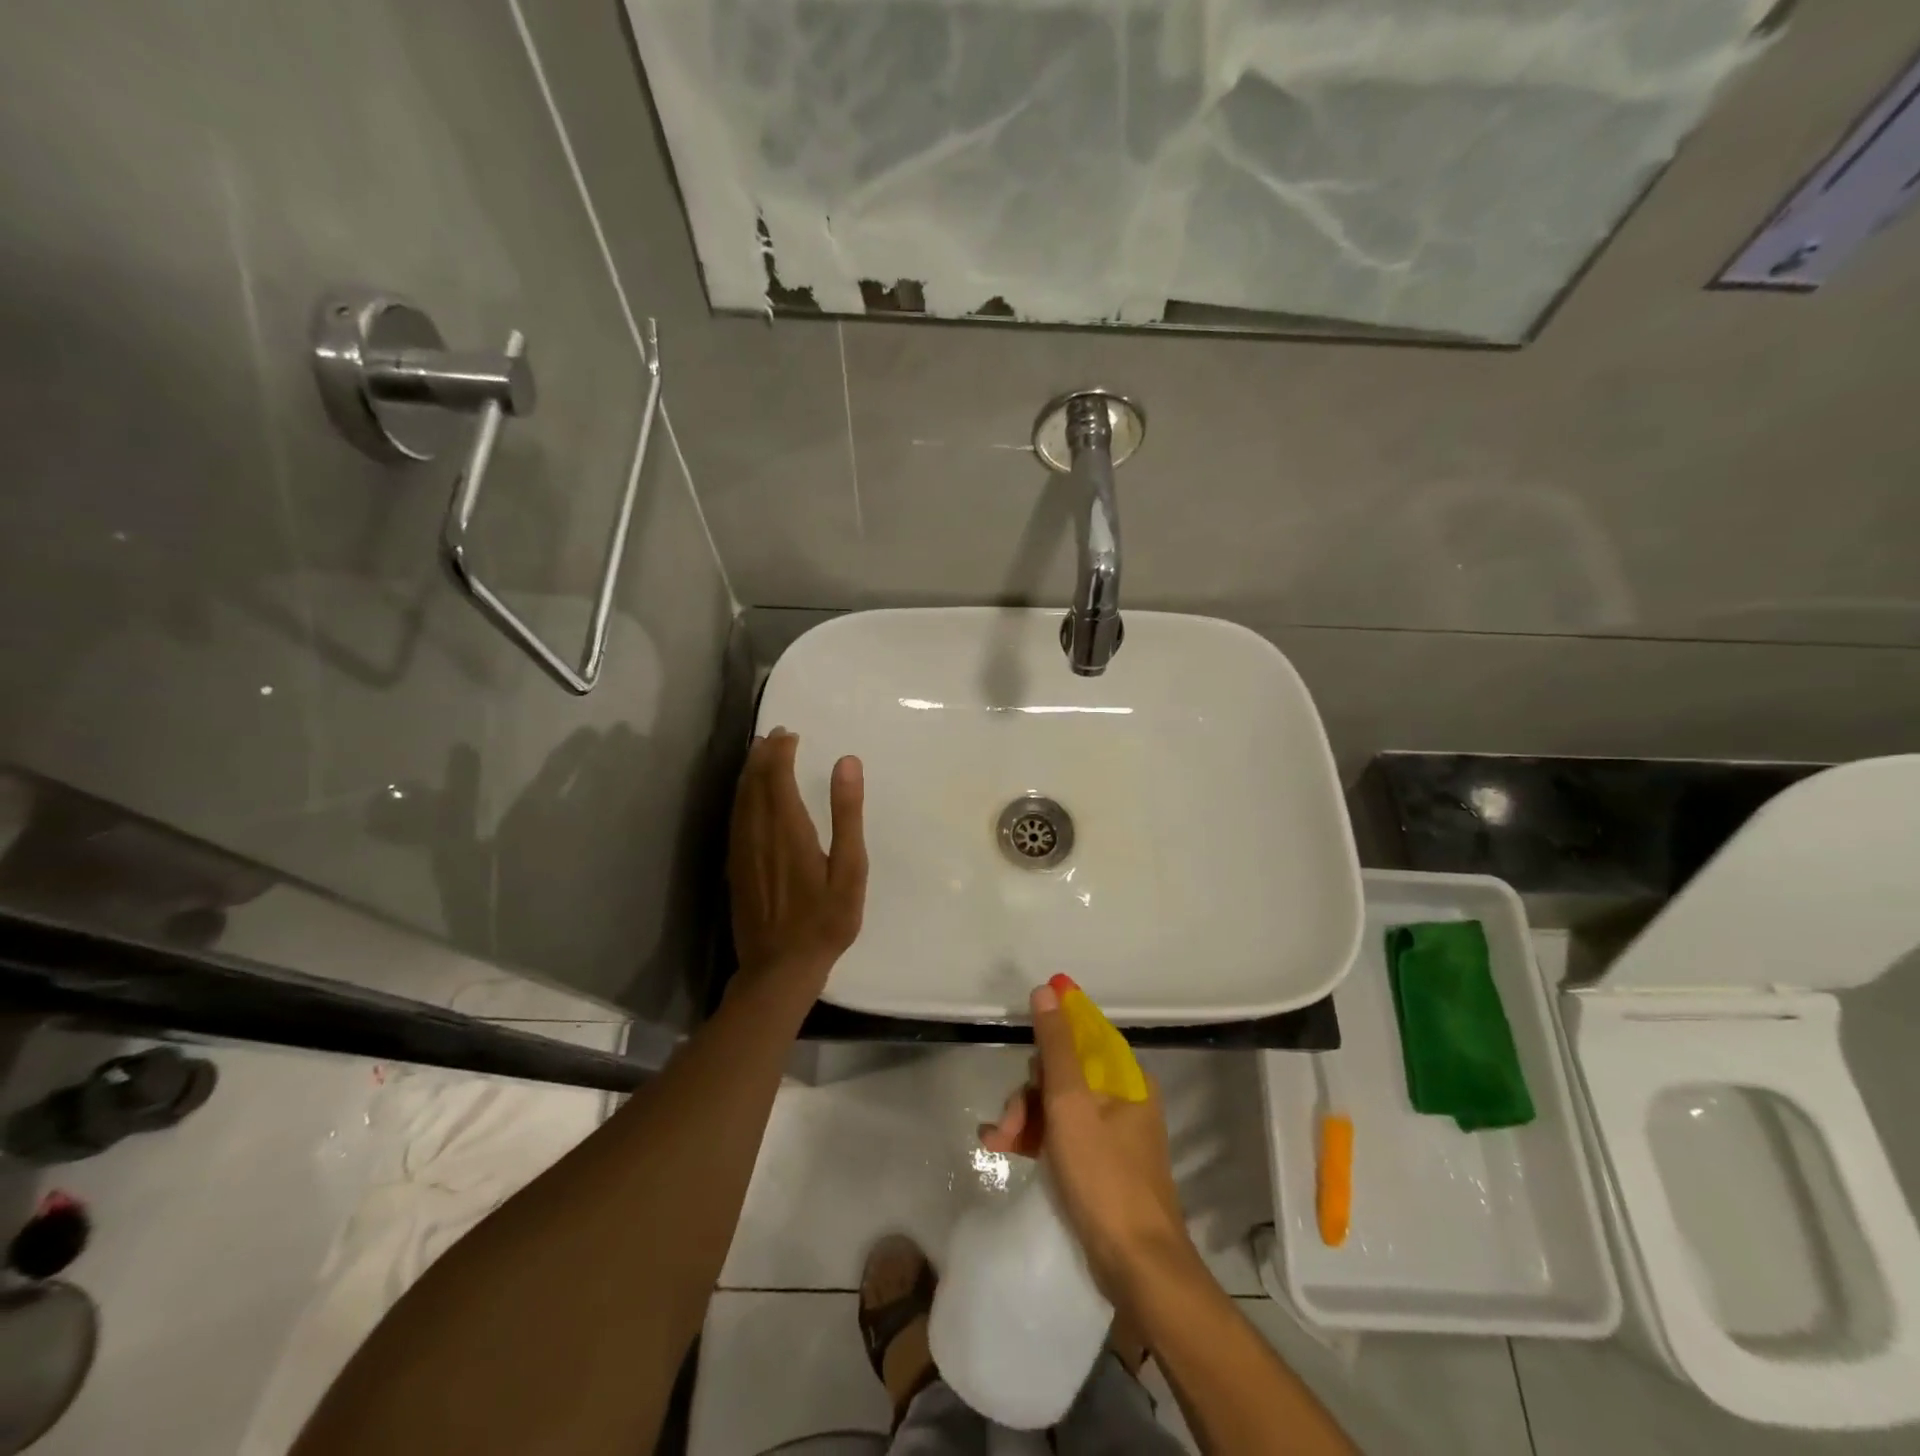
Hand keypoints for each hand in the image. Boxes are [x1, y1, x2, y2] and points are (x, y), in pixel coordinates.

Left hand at [727, 730, 866, 995]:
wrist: (779, 968)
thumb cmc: (825, 921)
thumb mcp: (850, 869)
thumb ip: (847, 814)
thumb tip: (847, 762)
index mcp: (788, 829)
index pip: (776, 777)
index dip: (781, 752)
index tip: (790, 734)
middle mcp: (758, 833)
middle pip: (754, 783)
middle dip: (763, 756)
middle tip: (774, 735)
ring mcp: (742, 851)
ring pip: (740, 800)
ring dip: (749, 773)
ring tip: (758, 755)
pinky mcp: (735, 868)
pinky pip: (735, 820)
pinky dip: (741, 798)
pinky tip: (747, 798)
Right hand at [981, 983, 1196, 1303]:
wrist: (1138, 1270)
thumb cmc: (1104, 1179)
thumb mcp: (1071, 1105)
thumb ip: (1056, 1046)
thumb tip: (1047, 989)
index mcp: (1127, 1079)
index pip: (1085, 1035)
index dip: (1052, 1029)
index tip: (1022, 1035)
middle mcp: (1124, 1100)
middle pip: (1065, 1073)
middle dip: (1029, 1092)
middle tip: (1007, 1120)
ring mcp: (1114, 1135)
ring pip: (1059, 1106)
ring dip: (1025, 1118)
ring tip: (998, 1141)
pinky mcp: (1101, 1165)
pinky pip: (1063, 1136)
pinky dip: (1035, 1139)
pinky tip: (1004, 1147)